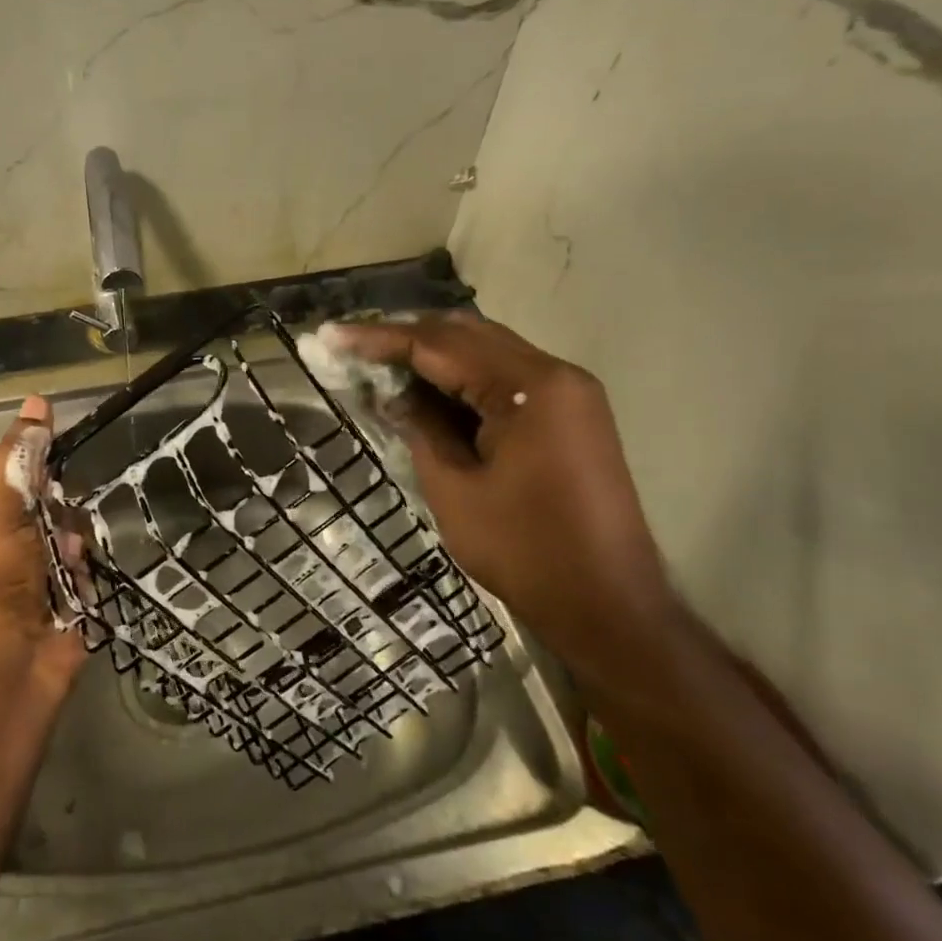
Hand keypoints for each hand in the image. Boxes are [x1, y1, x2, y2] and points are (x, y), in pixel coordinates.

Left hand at [0, 396, 86, 691]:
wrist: (12, 660)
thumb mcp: (1, 506)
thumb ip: (22, 455)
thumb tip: (36, 401)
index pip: (12, 458)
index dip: (35, 448)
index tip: (62, 439)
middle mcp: (8, 529)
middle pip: (49, 489)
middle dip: (58, 500)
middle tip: (54, 514)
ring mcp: (39, 559)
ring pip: (73, 522)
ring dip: (72, 536)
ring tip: (64, 557)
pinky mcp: (68, 585)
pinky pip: (87, 557)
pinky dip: (84, 566)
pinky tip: (76, 581)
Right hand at [332, 313, 676, 670]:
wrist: (608, 606)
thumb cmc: (524, 550)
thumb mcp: (454, 488)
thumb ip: (420, 428)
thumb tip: (391, 395)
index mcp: (531, 387)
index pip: (440, 344)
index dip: (380, 338)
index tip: (334, 335)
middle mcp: (556, 375)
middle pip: (468, 335)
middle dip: (407, 337)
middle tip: (354, 346)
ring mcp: (570, 394)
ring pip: (488, 352)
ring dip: (434, 356)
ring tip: (380, 365)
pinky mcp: (570, 416)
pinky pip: (507, 379)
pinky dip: (463, 379)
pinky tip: (427, 391)